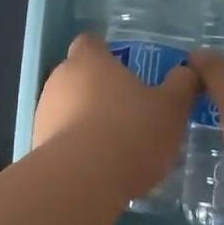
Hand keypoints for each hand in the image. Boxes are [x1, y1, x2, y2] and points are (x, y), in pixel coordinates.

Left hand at [34, 32, 197, 196]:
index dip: (106, 53)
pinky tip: (97, 167)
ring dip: (85, 119)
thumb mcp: (171, 108)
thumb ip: (181, 85)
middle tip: (127, 109)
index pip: (90, 42)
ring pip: (67, 107)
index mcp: (89, 60)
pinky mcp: (37, 145)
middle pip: (78, 75)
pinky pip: (60, 137)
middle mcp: (60, 79)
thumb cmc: (130, 132)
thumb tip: (186, 71)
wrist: (81, 182)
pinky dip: (76, 146)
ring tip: (114, 144)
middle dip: (98, 89)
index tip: (125, 69)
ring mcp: (43, 112)